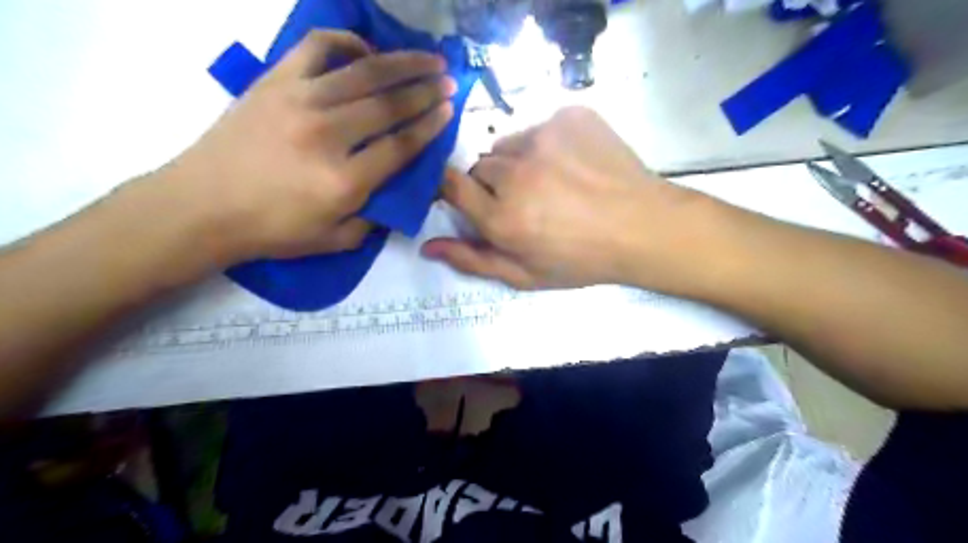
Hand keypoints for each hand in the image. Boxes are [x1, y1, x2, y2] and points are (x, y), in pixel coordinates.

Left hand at [159, 29, 457, 265]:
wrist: (201, 207)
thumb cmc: (272, 230)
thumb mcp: (335, 240)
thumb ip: (375, 219)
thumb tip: (397, 191)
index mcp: (345, 181)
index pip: (402, 145)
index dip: (431, 125)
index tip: (450, 109)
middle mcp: (328, 134)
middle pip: (390, 104)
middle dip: (426, 90)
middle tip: (449, 80)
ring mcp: (300, 101)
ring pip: (363, 72)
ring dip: (402, 62)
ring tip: (427, 57)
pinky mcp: (275, 82)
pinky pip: (317, 47)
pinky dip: (346, 41)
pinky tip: (365, 49)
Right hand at [421, 106, 703, 291]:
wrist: (642, 226)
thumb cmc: (581, 259)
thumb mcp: (524, 275)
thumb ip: (472, 259)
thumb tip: (427, 246)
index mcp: (502, 217)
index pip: (450, 185)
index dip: (455, 191)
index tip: (472, 199)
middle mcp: (516, 172)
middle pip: (481, 166)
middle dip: (493, 184)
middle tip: (526, 201)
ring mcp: (544, 137)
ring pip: (508, 145)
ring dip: (519, 162)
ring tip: (551, 182)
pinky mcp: (569, 116)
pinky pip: (540, 127)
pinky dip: (548, 144)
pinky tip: (573, 164)